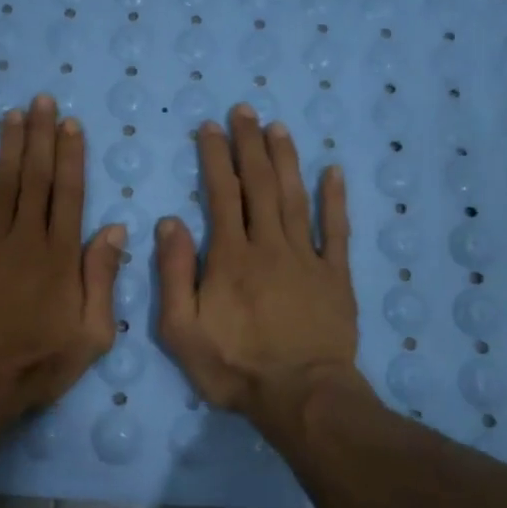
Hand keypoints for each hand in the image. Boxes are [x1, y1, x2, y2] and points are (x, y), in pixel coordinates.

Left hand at [0, 93, 124, 446]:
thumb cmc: (37, 362)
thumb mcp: (91, 334)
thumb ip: (102, 279)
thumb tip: (114, 228)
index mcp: (61, 255)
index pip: (70, 193)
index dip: (71, 155)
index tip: (70, 124)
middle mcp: (26, 238)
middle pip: (37, 178)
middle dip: (41, 136)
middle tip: (41, 100)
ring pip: (3, 184)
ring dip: (9, 146)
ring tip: (14, 113)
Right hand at [156, 105, 361, 442]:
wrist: (301, 397)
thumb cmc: (234, 367)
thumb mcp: (181, 330)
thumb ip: (173, 274)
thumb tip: (169, 222)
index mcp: (229, 257)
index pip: (221, 194)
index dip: (215, 157)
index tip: (210, 128)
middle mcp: (269, 245)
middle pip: (259, 184)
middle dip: (249, 144)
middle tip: (245, 110)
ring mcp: (307, 257)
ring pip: (295, 197)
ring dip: (285, 159)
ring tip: (278, 128)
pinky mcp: (335, 276)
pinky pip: (337, 230)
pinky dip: (335, 199)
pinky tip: (333, 171)